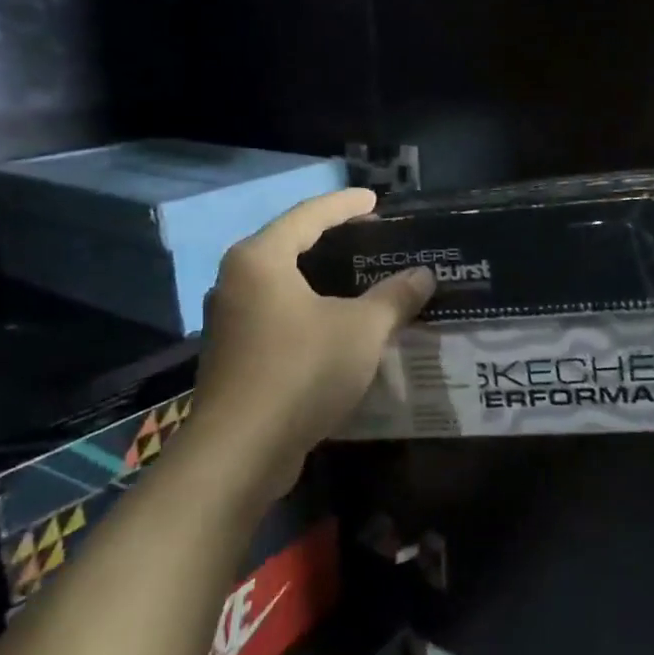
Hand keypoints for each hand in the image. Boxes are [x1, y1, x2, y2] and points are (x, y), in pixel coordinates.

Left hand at [190, 189, 432, 500]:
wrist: (239, 453)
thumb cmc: (301, 371)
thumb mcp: (362, 329)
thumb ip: (395, 297)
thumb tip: (424, 275)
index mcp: (260, 259)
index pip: (308, 215)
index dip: (345, 204)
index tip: (375, 200)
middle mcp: (236, 281)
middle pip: (289, 245)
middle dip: (331, 239)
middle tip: (370, 237)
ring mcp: (229, 321)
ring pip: (282, 284)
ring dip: (319, 279)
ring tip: (358, 278)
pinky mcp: (233, 355)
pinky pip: (277, 315)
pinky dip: (308, 309)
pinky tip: (337, 323)